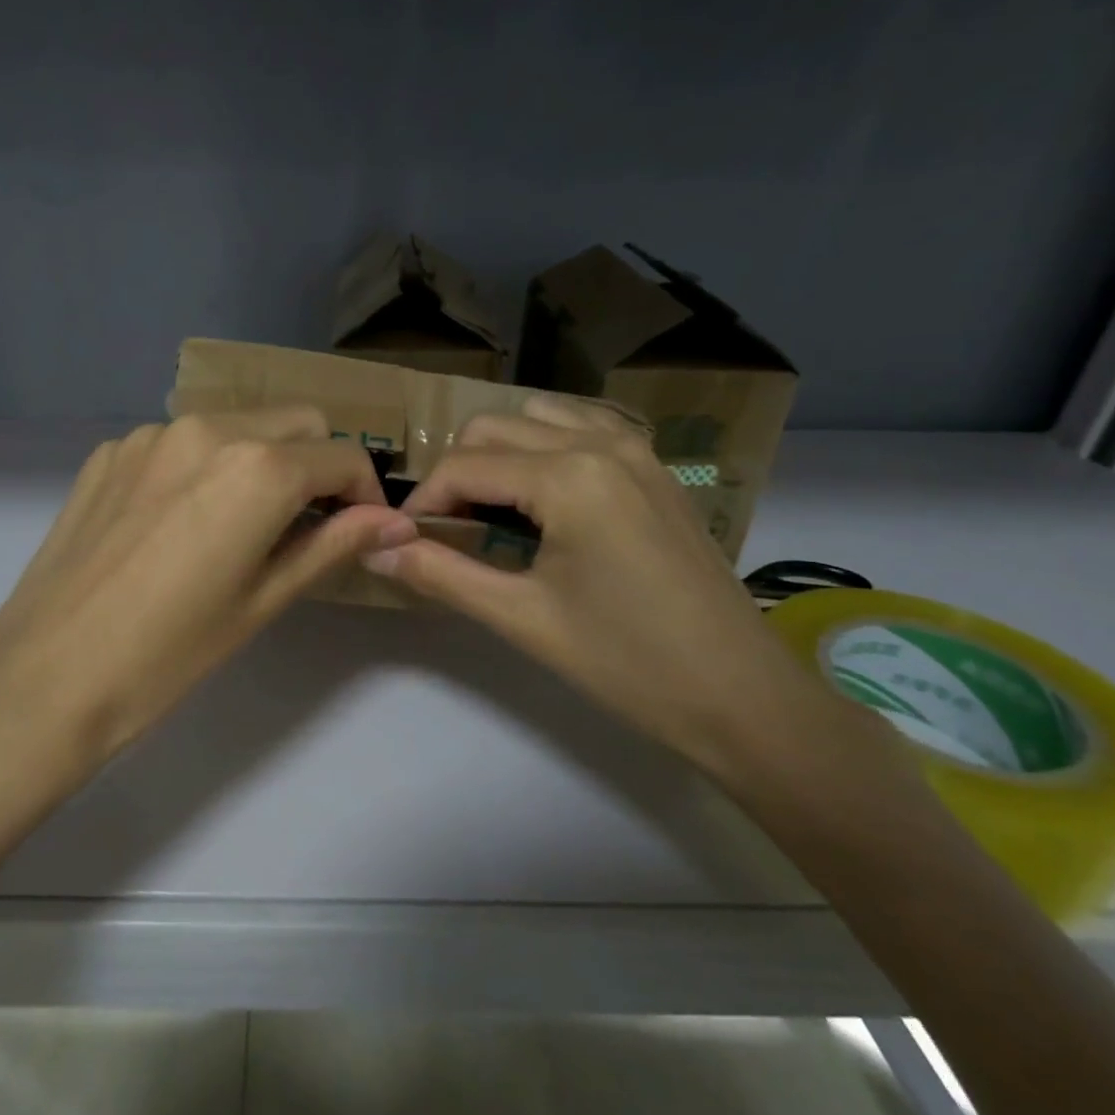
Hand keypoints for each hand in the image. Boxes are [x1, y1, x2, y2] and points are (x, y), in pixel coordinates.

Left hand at [0, 407, 417, 769]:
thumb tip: (396, 522)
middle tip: (309, 521)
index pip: (342, 455)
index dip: (365, 490)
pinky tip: (179, 522)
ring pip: (235, 423)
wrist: (46, 674)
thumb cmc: (169, 653)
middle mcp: (207, 429)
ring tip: (242, 523)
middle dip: (318, 462)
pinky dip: (203, 465)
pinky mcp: (109, 451)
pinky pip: (179, 441)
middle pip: (294, 421)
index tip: (363, 526)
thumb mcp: (264, 600)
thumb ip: (333, 545)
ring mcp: (150, 434)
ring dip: (260, 458)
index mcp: (257, 467)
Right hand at [363, 394, 853, 775]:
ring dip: (498, 453)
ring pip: (535, 418)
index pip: (463, 466)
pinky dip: (544, 445)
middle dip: (455, 474)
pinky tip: (543, 496)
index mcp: (567, 476)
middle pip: (492, 429)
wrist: (741, 696)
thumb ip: (440, 573)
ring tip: (490, 510)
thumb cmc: (626, 661)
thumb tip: (373, 549)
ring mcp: (635, 448)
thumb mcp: (521, 618)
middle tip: (445, 530)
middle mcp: (599, 442)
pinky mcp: (654, 466)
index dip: (423, 501)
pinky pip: (581, 427)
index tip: (405, 541)